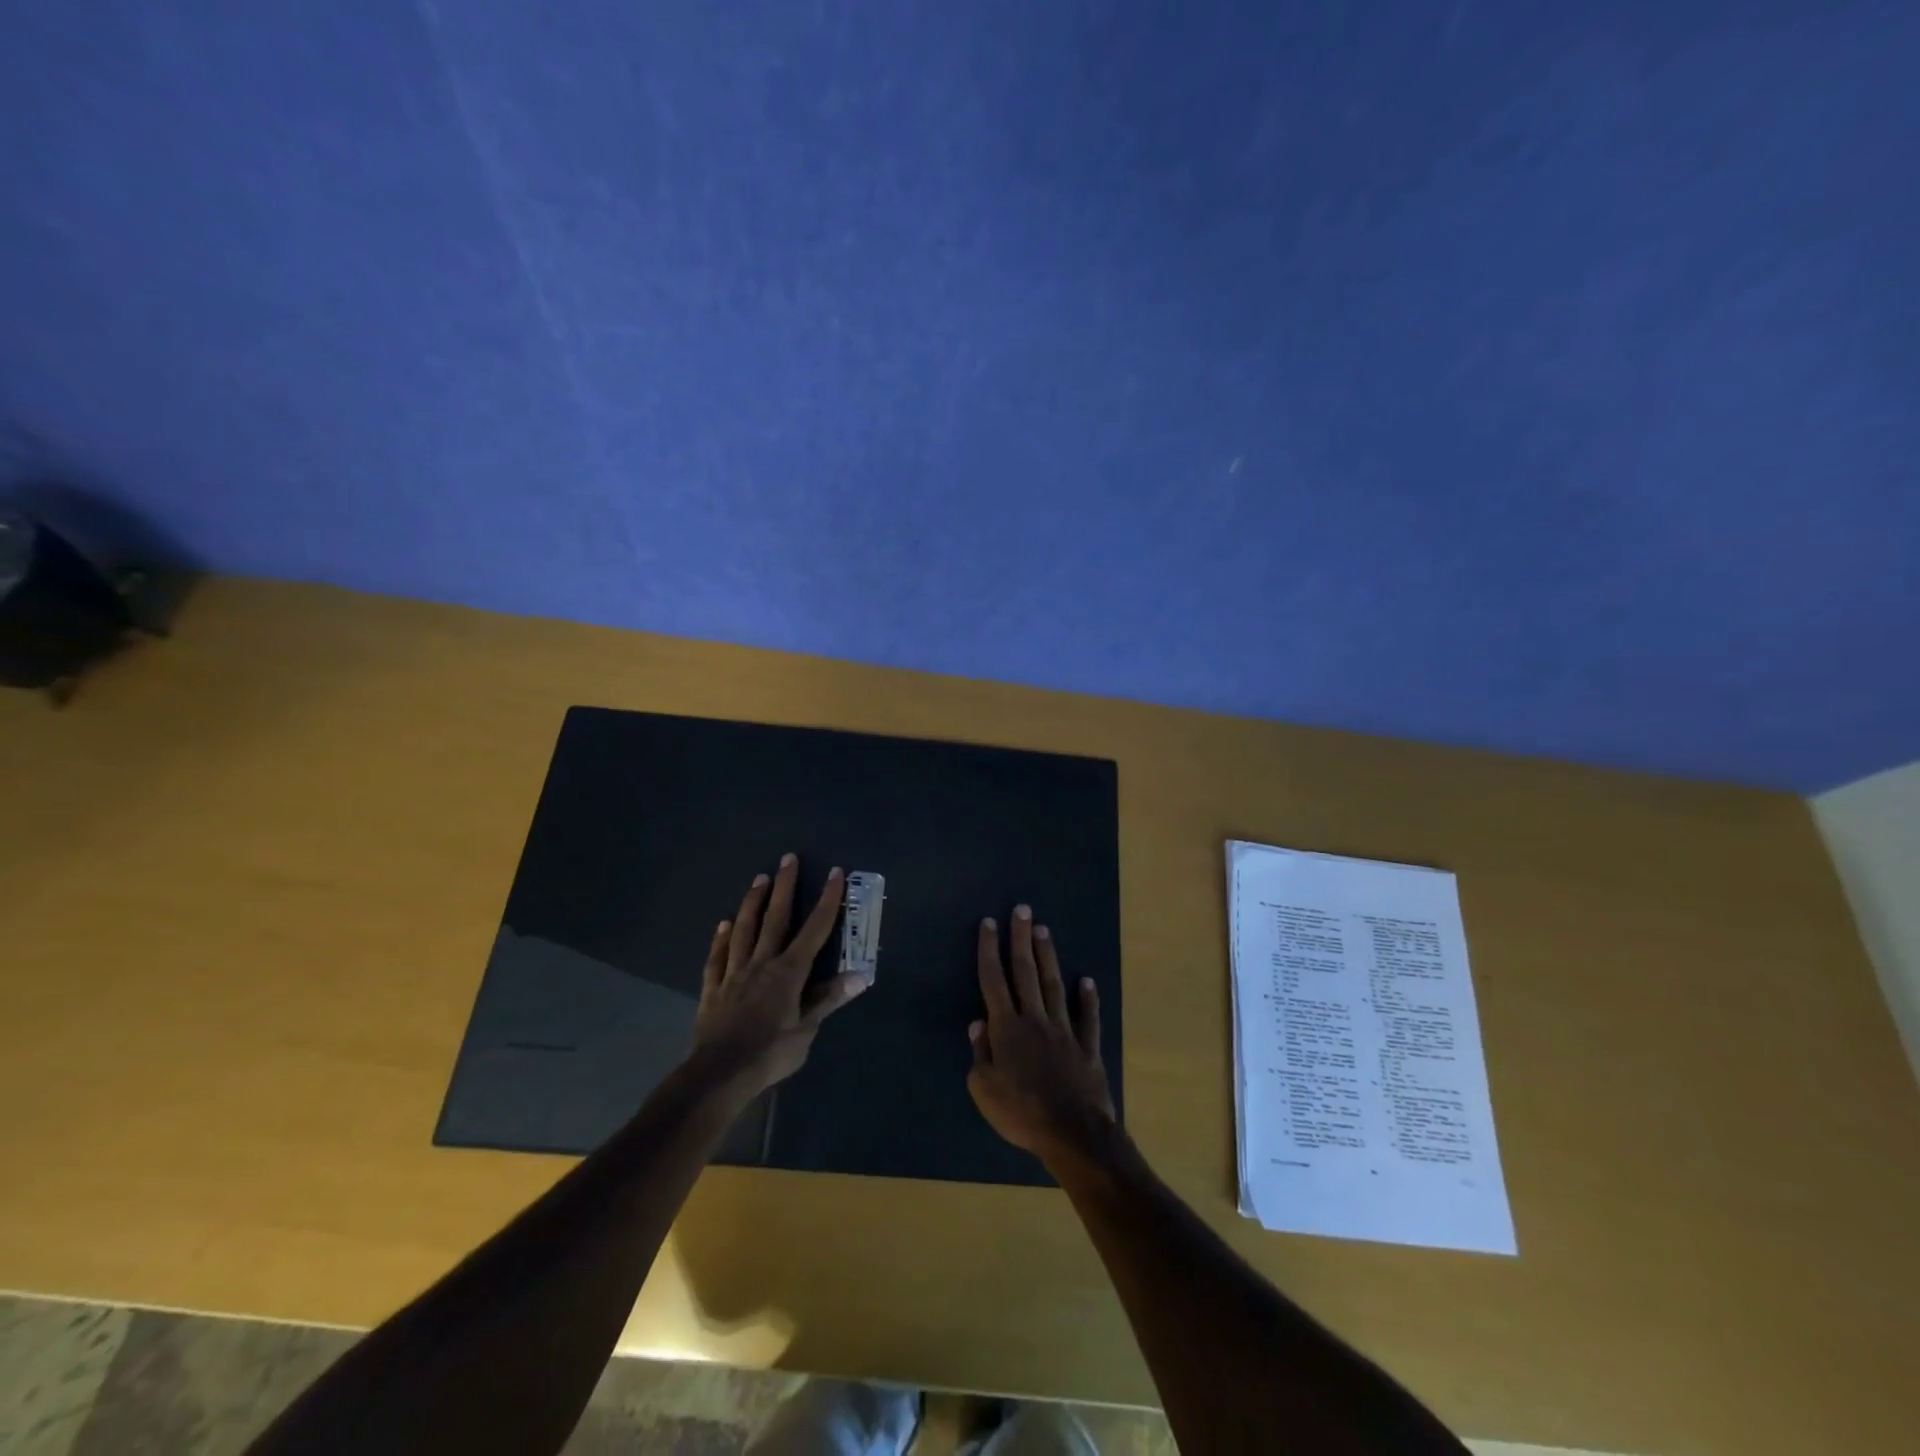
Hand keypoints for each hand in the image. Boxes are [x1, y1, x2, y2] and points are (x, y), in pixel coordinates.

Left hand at [690, 855, 868, 1099]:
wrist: (719, 1074)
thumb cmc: (770, 1053)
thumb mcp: (807, 1030)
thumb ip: (829, 999)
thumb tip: (861, 975)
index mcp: (789, 972)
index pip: (814, 929)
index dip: (826, 900)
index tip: (834, 873)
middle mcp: (762, 963)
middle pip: (775, 919)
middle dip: (784, 887)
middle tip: (788, 858)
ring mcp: (734, 974)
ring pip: (744, 930)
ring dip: (752, 903)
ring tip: (759, 879)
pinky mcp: (713, 989)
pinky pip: (717, 958)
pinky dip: (721, 940)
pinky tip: (723, 925)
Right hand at [967, 904, 1115, 1166]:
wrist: (1073, 1133)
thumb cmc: (1022, 1113)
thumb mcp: (984, 1090)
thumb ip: (980, 1054)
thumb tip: (978, 1024)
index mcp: (1007, 1029)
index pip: (994, 980)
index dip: (989, 950)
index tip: (989, 923)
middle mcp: (1035, 1020)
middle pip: (1025, 972)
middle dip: (1021, 939)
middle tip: (1022, 910)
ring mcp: (1064, 1030)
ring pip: (1054, 985)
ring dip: (1048, 956)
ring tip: (1044, 930)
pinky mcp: (1087, 1047)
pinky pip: (1088, 1018)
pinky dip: (1088, 999)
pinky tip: (1087, 981)